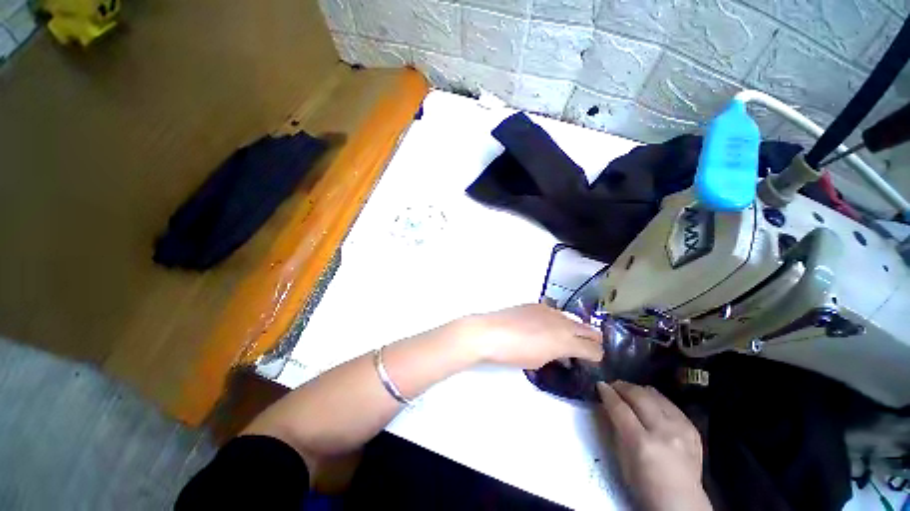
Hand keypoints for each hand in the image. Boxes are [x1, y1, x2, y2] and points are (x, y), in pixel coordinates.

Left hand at [464, 303, 603, 368]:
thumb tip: (563, 355)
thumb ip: (557, 356)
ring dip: (575, 329)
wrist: (491, 332)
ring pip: (572, 319)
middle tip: (590, 349)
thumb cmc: (515, 353)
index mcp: (566, 340)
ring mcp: (549, 310)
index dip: (597, 356)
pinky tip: (548, 327)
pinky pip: (554, 312)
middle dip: (593, 341)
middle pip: (588, 330)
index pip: (593, 348)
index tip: (595, 361)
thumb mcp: (540, 361)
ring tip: (568, 338)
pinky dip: (557, 321)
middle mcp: (562, 322)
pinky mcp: (535, 305)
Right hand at [597, 381, 710, 510]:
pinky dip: (656, 399)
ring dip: (638, 390)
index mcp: (642, 443)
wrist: (682, 503)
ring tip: (629, 391)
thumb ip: (615, 430)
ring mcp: (681, 429)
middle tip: (612, 385)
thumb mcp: (623, 461)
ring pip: (655, 395)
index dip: (607, 393)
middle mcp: (663, 431)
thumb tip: (606, 406)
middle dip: (622, 386)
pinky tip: (649, 403)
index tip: (600, 385)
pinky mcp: (693, 428)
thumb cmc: (645, 486)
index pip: (620, 408)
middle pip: (639, 396)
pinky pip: (670, 404)